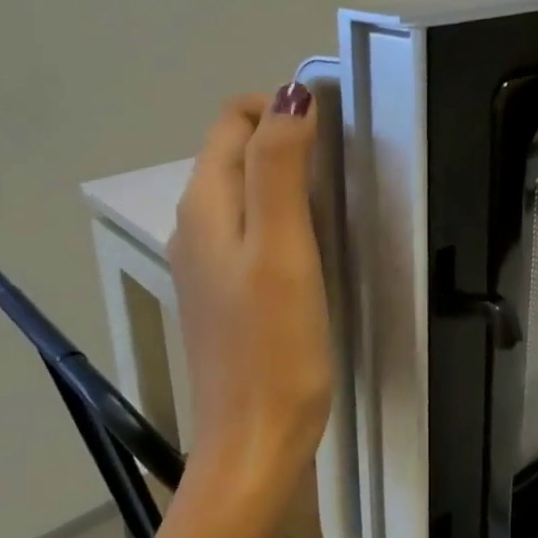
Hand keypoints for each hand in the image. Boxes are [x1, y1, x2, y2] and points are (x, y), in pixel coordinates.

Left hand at [168, 83, 332, 506]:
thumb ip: (280, 168)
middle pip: (234, 152)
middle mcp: (195, 227)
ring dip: (285, 176)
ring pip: (243, 191)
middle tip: (343, 162)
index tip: (333, 129)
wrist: (254, 442)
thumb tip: (290, 95)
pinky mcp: (226, 294)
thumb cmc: (274, 347)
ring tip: (336, 197)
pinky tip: (314, 244)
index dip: (278, 107)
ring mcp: (207, 264)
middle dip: (284, 137)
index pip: (231, 121)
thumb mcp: (282, 248)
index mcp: (204, 207)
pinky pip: (249, 230)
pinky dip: (281, 215)